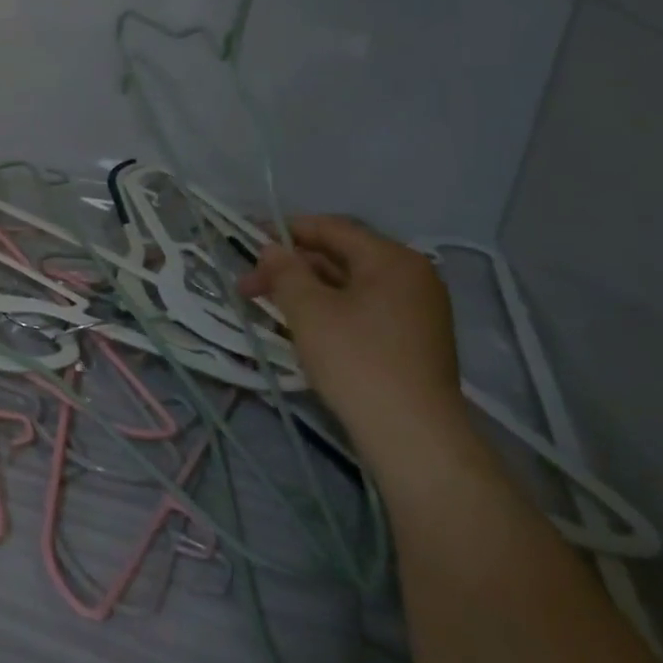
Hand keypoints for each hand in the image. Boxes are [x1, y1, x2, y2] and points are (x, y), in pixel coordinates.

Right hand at [240, 215, 467, 462]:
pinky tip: (298, 326)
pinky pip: (361, 309)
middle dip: (290, 267)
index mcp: (392, 260)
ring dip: (304, 291)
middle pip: (339, 257)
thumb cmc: (357, 359)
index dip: (285, 230)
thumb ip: (285, 272)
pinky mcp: (411, 340)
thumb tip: (272, 250)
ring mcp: (415, 311)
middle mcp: (411, 277)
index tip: (246, 238)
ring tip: (265, 306)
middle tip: (247, 285)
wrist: (412, 434)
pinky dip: (327, 310)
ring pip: (347, 286)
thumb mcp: (309, 309)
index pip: (331, 228)